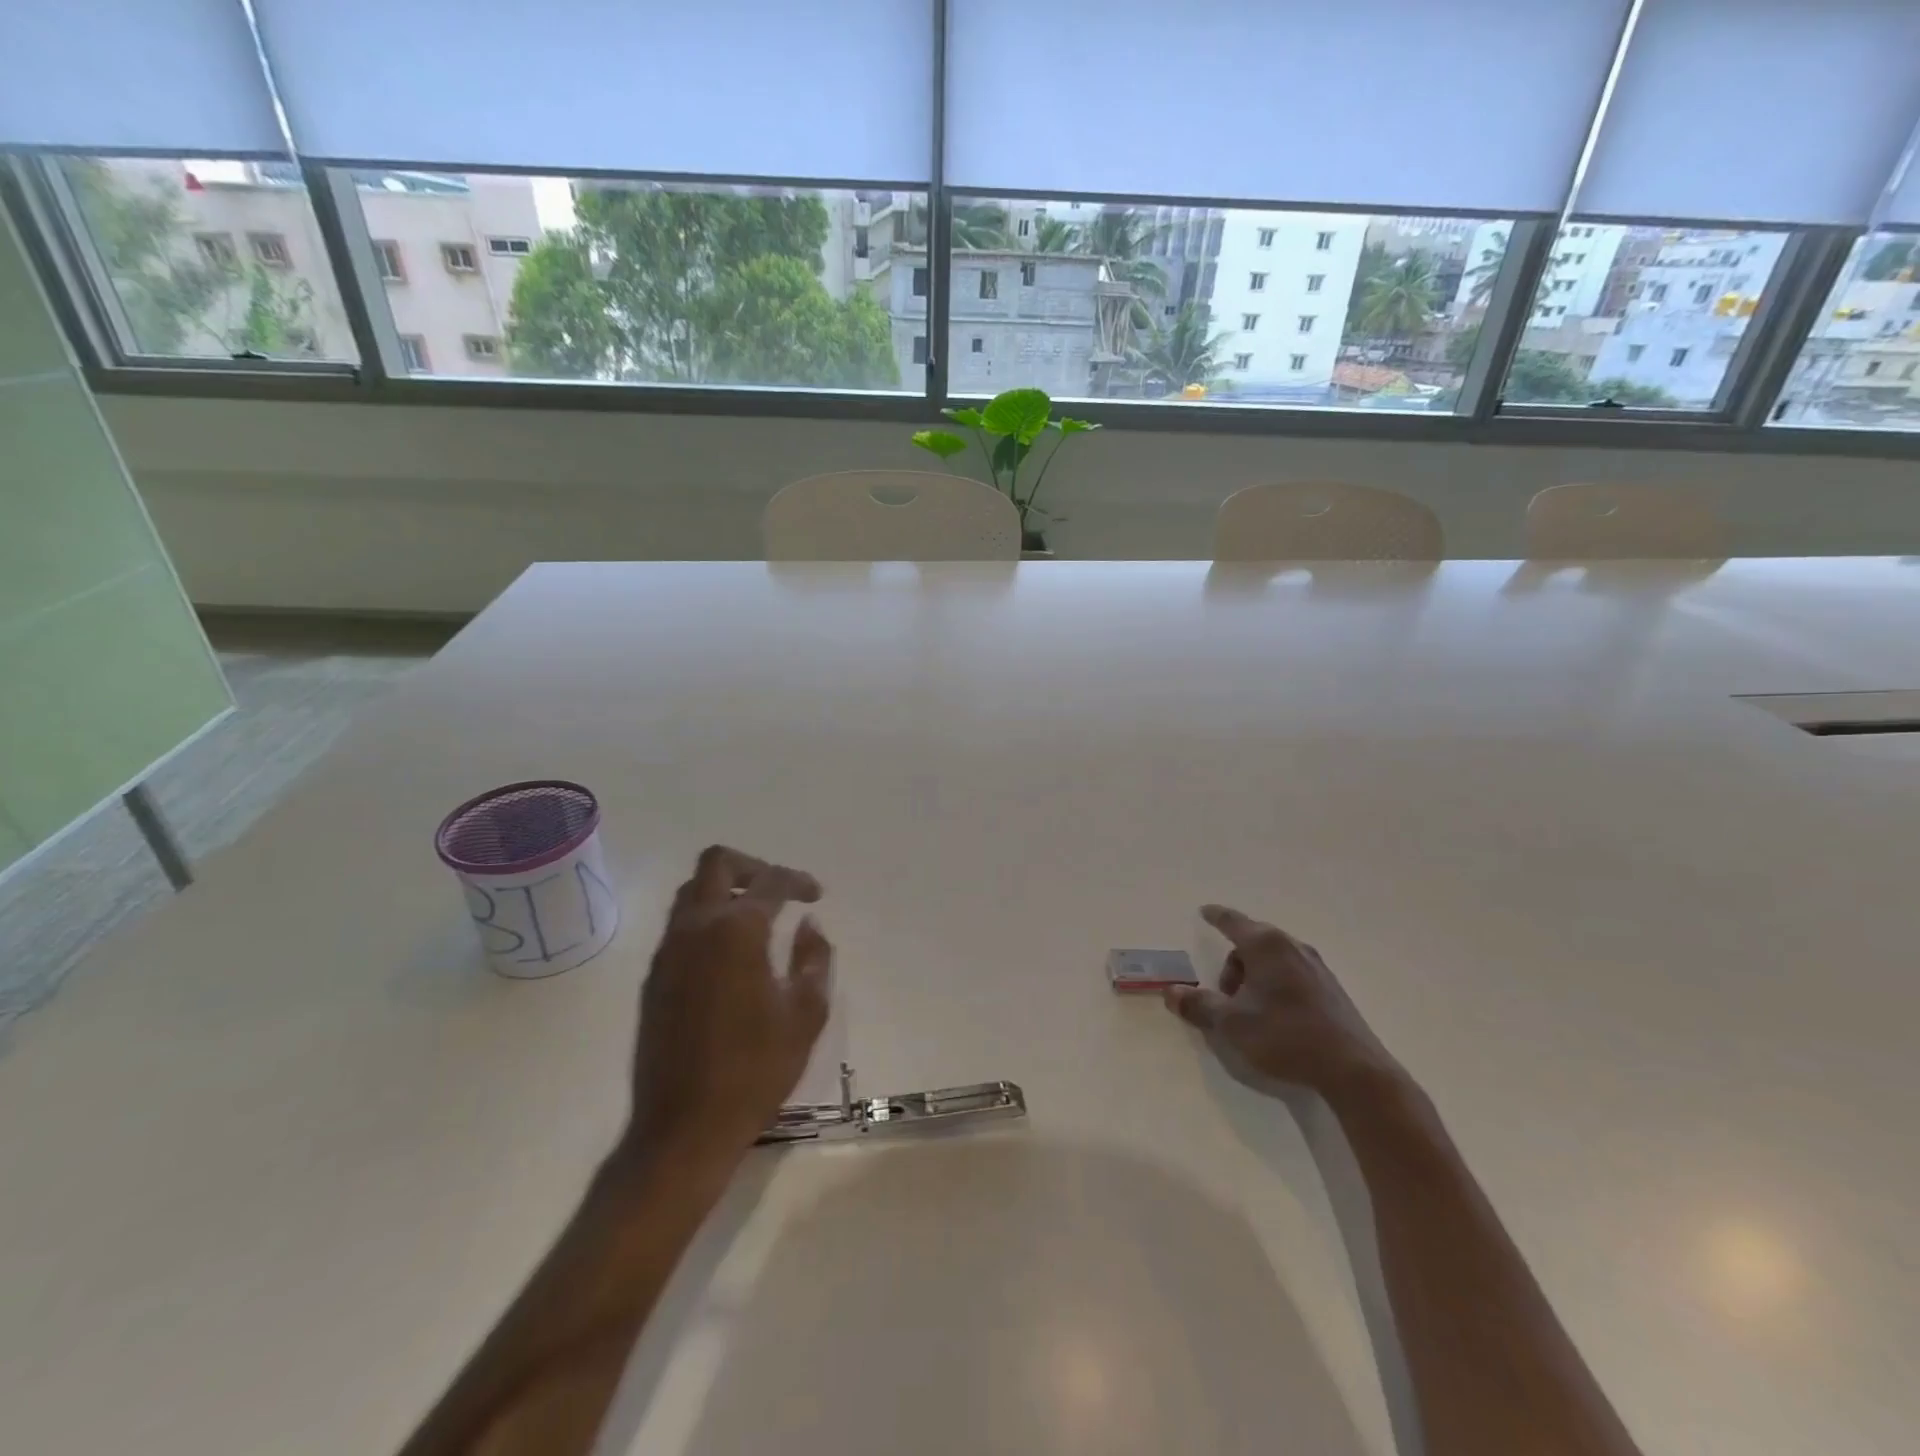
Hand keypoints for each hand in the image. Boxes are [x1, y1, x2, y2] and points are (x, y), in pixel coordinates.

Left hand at [622, 845, 831, 1165]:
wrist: (684, 1128)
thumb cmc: (755, 1070)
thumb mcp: (805, 1014)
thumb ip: (813, 959)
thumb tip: (808, 926)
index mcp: (736, 931)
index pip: (770, 881)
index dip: (798, 880)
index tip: (816, 895)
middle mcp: (695, 929)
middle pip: (716, 864)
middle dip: (752, 866)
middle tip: (779, 890)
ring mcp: (667, 952)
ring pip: (692, 892)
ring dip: (726, 890)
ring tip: (758, 918)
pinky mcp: (653, 978)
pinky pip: (680, 926)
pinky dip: (708, 919)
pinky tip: (732, 953)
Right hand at [1165, 905, 1400, 1102]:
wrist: (1353, 1070)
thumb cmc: (1285, 1036)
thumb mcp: (1231, 1024)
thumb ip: (1198, 1005)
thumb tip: (1170, 992)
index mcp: (1266, 946)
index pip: (1233, 922)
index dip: (1216, 916)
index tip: (1205, 911)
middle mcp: (1292, 947)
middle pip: (1253, 942)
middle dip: (1234, 963)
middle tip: (1224, 994)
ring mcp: (1316, 967)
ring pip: (1274, 959)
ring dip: (1255, 976)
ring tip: (1250, 1010)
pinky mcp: (1331, 989)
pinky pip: (1292, 973)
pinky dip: (1276, 984)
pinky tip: (1276, 1016)